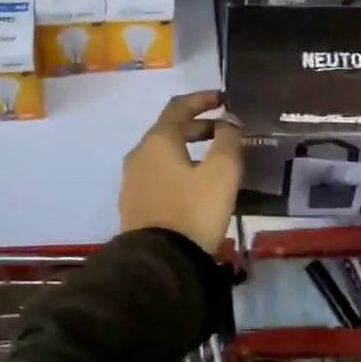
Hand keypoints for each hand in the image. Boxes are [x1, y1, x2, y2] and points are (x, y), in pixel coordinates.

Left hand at [119, 91, 242, 255]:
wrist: (159, 262)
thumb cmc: (193, 210)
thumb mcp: (221, 173)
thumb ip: (228, 141)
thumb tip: (228, 124)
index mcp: (158, 140)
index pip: (179, 106)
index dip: (202, 99)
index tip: (224, 100)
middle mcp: (139, 154)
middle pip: (169, 129)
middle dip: (198, 126)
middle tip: (225, 132)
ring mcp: (132, 179)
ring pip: (163, 153)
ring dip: (188, 148)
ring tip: (213, 160)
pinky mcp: (133, 203)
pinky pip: (158, 174)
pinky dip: (177, 168)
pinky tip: (194, 184)